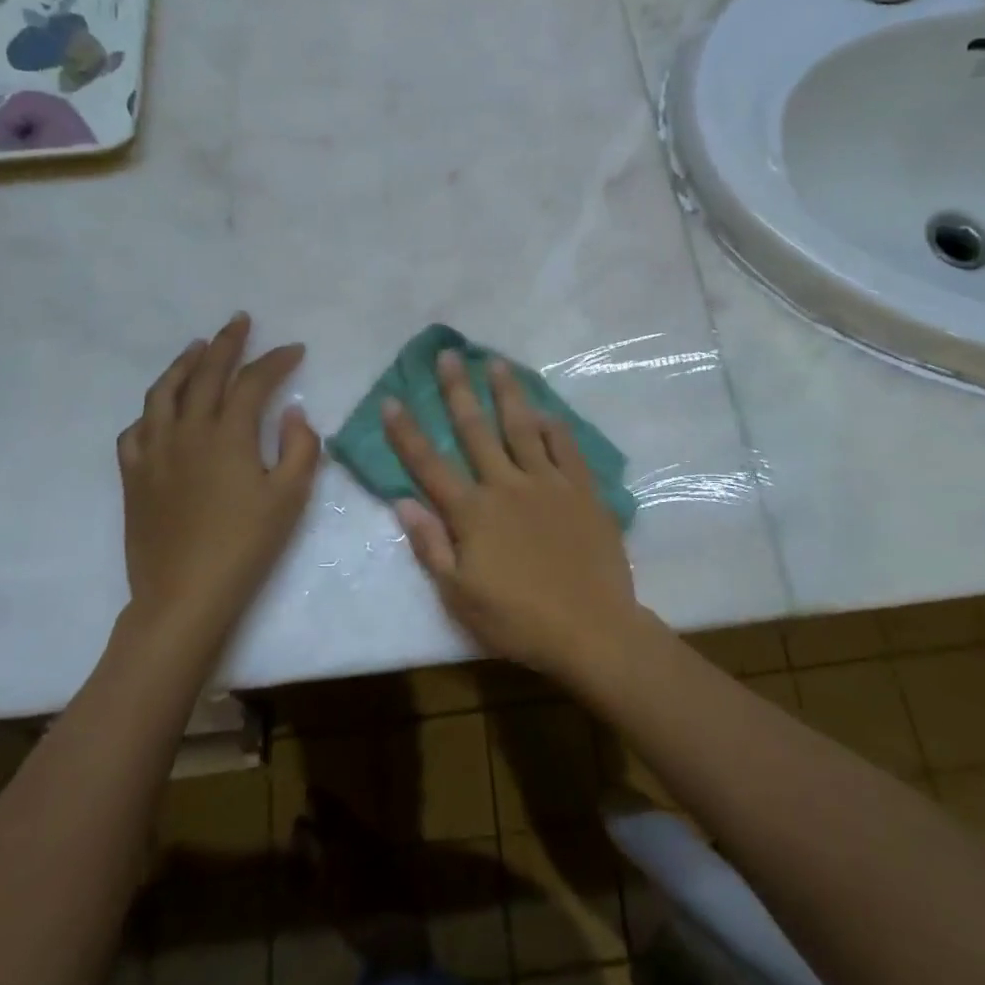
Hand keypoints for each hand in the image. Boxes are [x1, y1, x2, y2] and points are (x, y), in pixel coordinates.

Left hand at [118, 313, 319, 640]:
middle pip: (205, 373)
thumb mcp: (289, 498)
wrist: (184, 596)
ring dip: (183, 363)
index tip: (294, 349)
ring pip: (164, 392)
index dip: (276, 360)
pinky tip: (161, 409)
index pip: (253, 381)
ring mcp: (154, 452)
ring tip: (197, 346)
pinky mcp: (134, 476)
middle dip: (226, 343)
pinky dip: (152, 410)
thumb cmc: (245, 546)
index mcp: (227, 435)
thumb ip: (299, 447)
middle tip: (240, 322)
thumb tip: (292, 412)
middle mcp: (187, 432)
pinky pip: (136, 429)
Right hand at [383, 350, 643, 678]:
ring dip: (507, 393)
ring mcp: (548, 483)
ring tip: (496, 362)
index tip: (392, 399)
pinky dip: (554, 428)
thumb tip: (402, 501)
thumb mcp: (460, 596)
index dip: (407, 433)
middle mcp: (507, 486)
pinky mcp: (583, 491)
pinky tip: (546, 412)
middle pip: (476, 430)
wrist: (592, 630)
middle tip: (448, 355)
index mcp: (473, 513)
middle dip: (458, 390)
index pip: (430, 465)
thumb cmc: (519, 620)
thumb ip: (430, 546)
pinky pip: (566, 449)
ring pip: (523, 427)